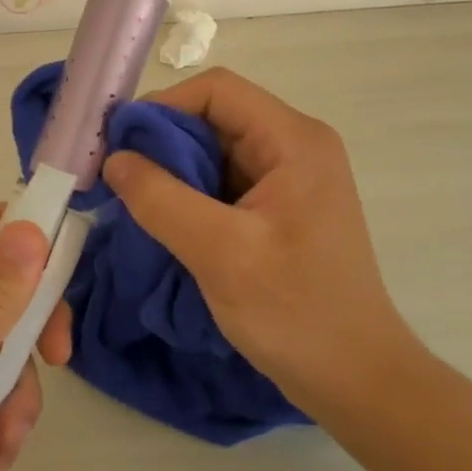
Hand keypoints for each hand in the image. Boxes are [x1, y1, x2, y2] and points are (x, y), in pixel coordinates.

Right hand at [97, 68, 419, 410]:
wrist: (357, 380)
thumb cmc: (296, 313)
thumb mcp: (220, 254)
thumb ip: (161, 199)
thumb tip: (115, 159)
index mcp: (293, 140)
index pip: (217, 91)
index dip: (163, 105)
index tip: (120, 144)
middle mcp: (296, 145)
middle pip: (216, 116)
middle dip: (164, 141)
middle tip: (119, 176)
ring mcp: (291, 176)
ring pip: (216, 149)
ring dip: (174, 169)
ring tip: (136, 200)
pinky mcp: (282, 205)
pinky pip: (226, 179)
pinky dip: (191, 192)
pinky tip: (167, 219)